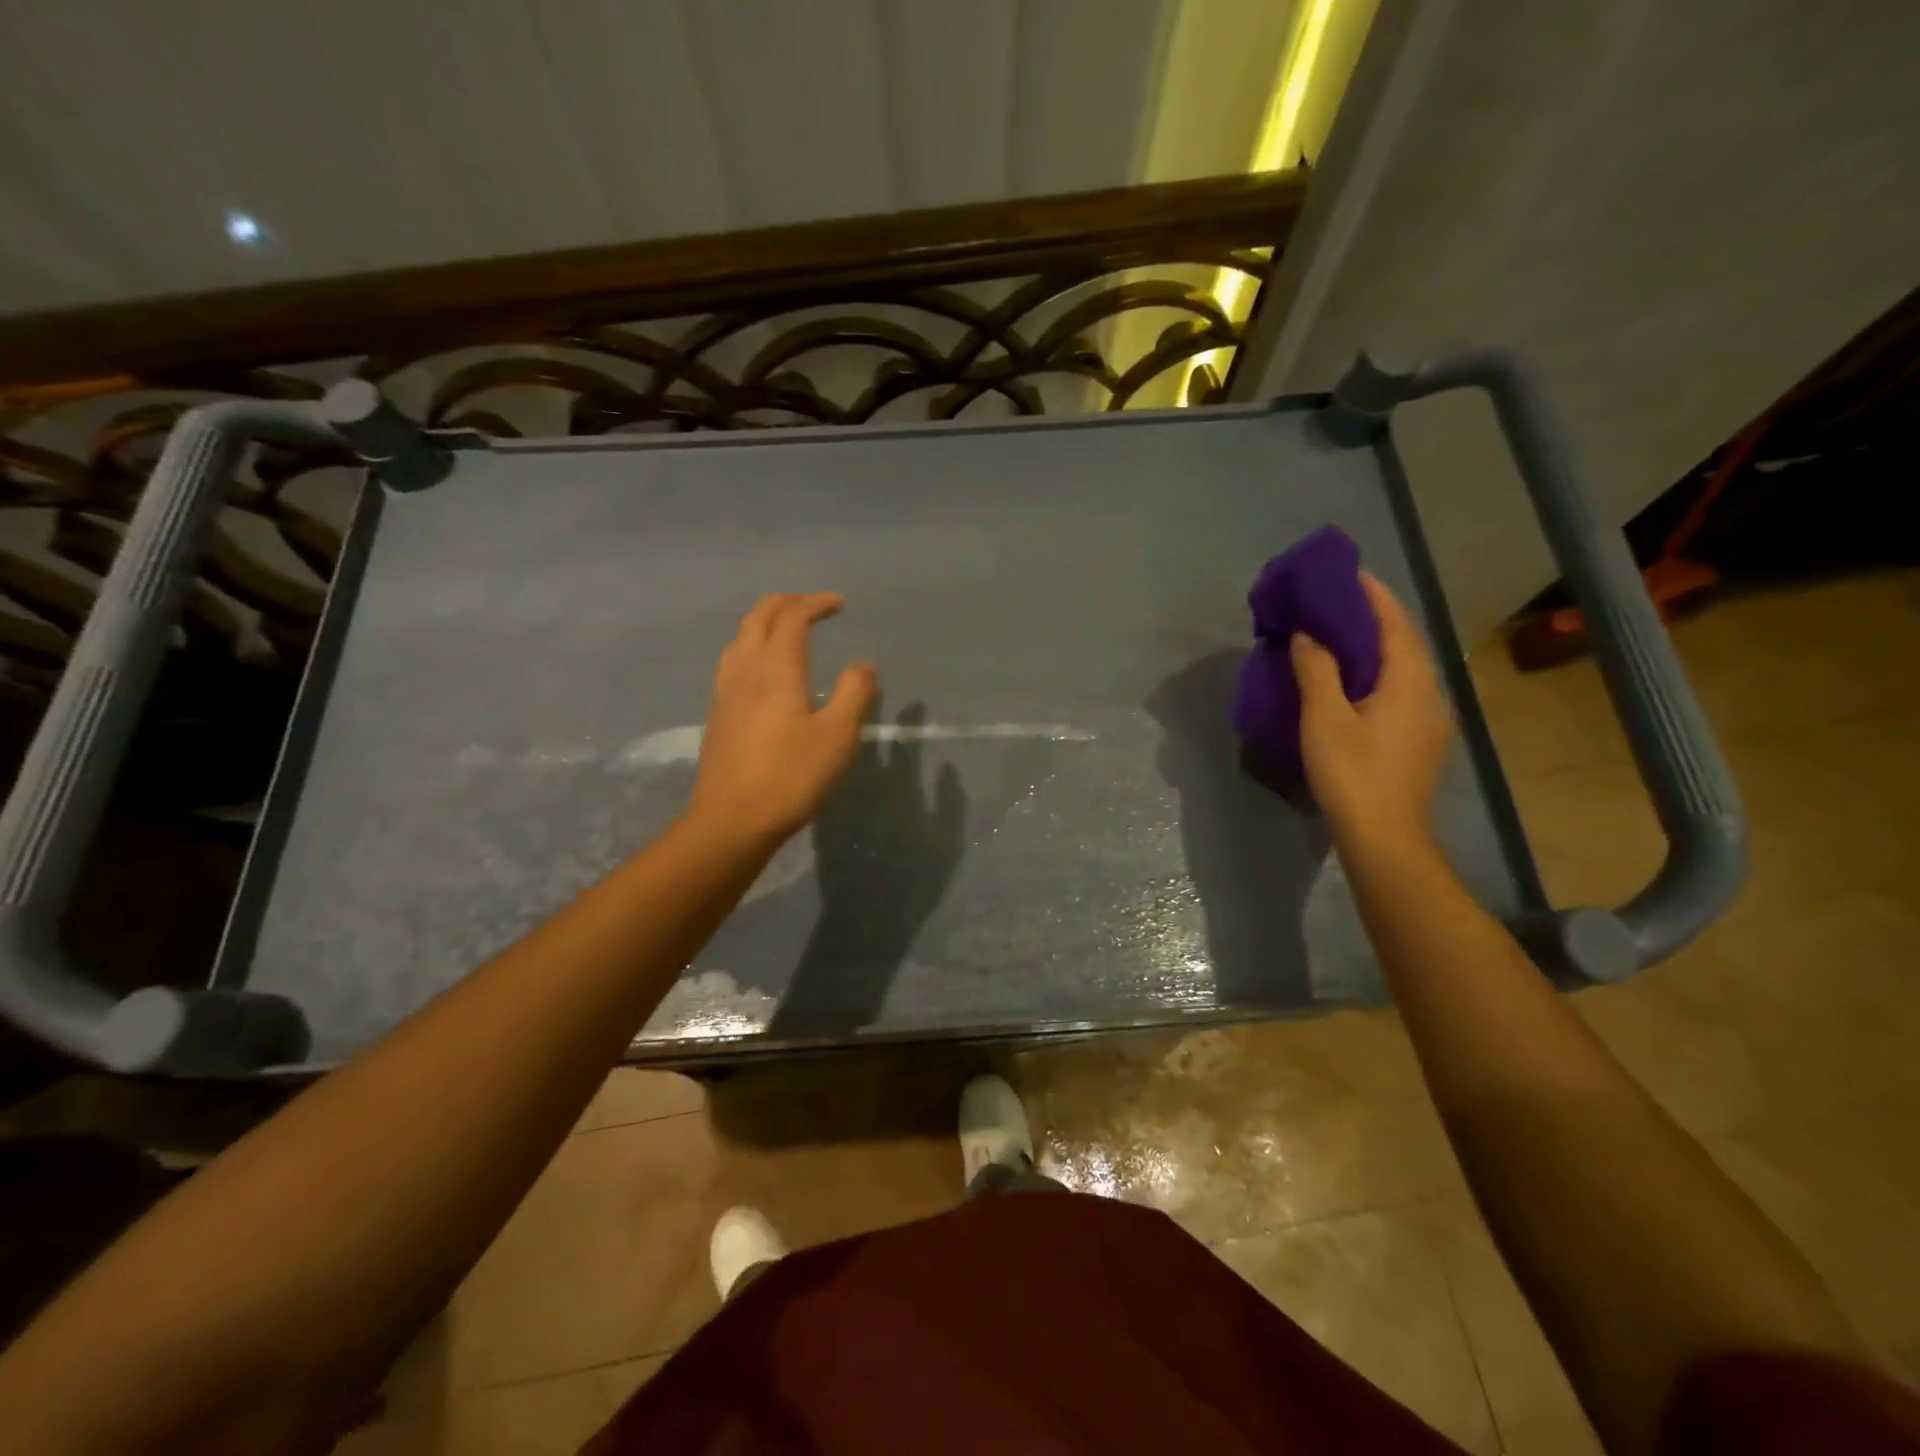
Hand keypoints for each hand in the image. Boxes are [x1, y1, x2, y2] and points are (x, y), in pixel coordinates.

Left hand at [689, 593, 877, 846]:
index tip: (840, 604)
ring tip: (787, 631)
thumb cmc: (791, 776)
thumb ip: (854, 693)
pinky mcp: (718, 715)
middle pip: (759, 617)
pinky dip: (752, 647)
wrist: (732, 820)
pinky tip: (763, 672)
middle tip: (813, 607)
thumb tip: (862, 665)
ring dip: (765, 623)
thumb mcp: (837, 736)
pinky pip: (733, 662)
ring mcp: (725, 692)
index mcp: (776, 668)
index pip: (792, 616)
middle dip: (787, 603)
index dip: (816, 603)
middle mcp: (745, 669)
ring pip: (740, 638)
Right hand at [1290, 572, 1451, 852]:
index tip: (1345, 572)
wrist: (1385, 839)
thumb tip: (1307, 634)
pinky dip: (1371, 672)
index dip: (1372, 594)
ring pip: (1400, 668)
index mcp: (1410, 681)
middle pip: (1402, 642)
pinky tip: (1346, 680)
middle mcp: (1428, 693)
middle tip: (1331, 602)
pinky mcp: (1416, 740)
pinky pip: (1396, 689)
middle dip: (1370, 617)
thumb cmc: (1353, 775)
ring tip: (1334, 634)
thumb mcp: (1324, 719)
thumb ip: (1317, 670)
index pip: (1394, 622)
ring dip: (1370, 646)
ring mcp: (1426, 719)